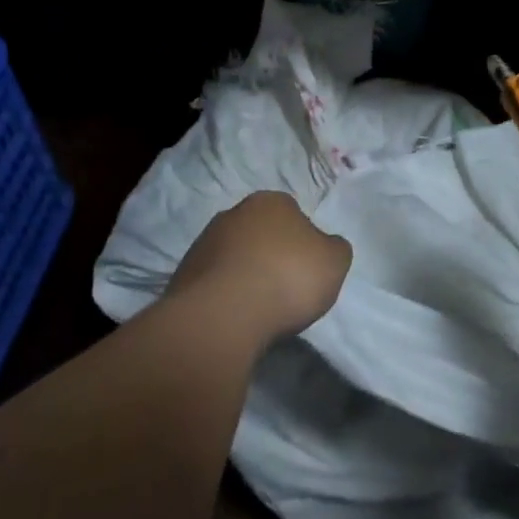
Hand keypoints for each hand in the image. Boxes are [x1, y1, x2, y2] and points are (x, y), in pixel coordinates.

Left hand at [167, 192, 351, 344]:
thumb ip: (334, 248)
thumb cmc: (288, 278)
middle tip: (284, 287)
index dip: (302, 241)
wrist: (224, 315)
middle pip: (260, 233)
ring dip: (244, 274)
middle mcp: (234, 213)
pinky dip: (224, 295)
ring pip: (234, 256)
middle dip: (270, 254)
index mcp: (271, 201)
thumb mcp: (335, 262)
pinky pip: (213, 282)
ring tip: (258, 308)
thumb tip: (324, 246)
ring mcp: (204, 242)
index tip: (306, 269)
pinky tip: (234, 316)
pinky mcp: (183, 274)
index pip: (293, 214)